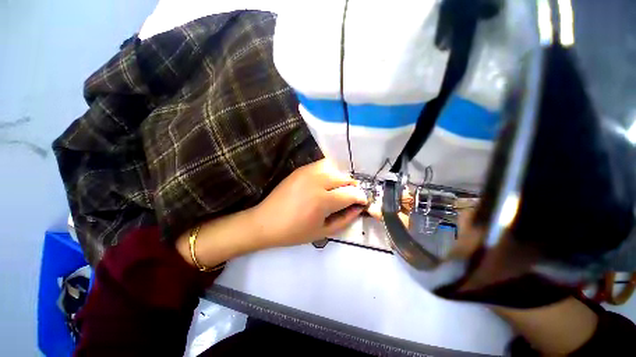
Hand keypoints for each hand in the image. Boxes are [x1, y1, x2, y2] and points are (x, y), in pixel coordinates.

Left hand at [253, 159, 367, 247]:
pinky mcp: (301, 169)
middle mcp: (317, 181)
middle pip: (345, 178)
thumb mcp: (323, 231)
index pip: (351, 193)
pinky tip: (326, 183)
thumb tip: (359, 208)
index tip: (363, 202)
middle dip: (352, 187)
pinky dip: (330, 172)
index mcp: (322, 200)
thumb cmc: (294, 231)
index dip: (361, 197)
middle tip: (350, 197)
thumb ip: (345, 219)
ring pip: (335, 169)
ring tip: (338, 190)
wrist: (266, 222)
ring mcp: (307, 172)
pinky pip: (322, 166)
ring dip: (341, 179)